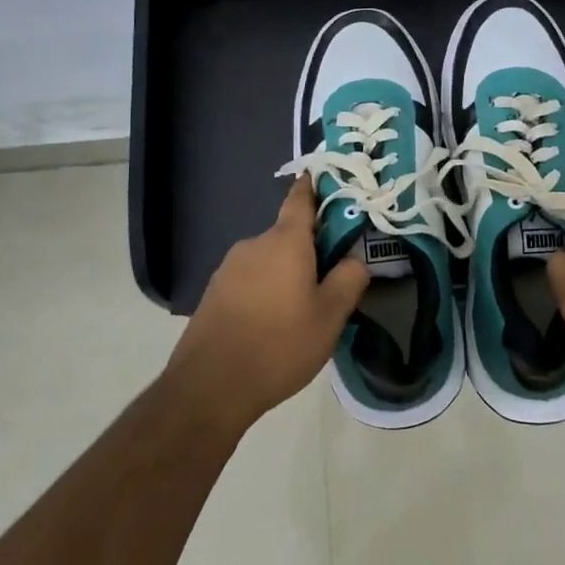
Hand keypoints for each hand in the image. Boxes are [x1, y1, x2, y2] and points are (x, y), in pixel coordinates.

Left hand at [168, 178, 368, 434]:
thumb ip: (349, 280)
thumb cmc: (279, 344)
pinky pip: (250, 279)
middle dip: (309, 248)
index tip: (326, 179)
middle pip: (288, 235)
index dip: (314, 186)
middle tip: (331, 276)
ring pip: (269, 259)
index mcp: (285, 241)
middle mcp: (254, 244)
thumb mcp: (330, 317)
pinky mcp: (214, 292)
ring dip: (286, 273)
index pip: (301, 199)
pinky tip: (272, 323)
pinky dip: (265, 290)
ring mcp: (229, 268)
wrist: (210, 386)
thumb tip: (354, 260)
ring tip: (302, 309)